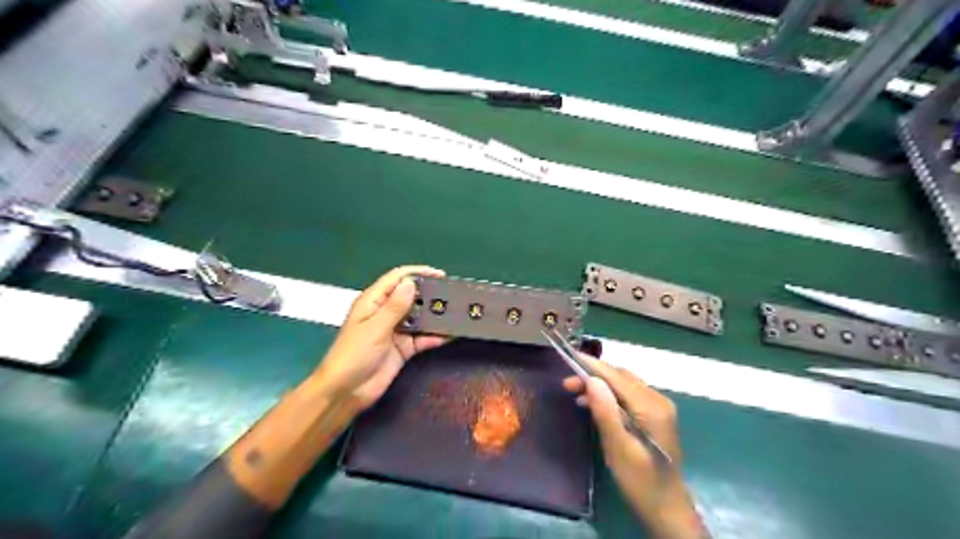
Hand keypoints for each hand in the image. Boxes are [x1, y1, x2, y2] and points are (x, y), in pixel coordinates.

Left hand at [318, 266, 447, 412]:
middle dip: (430, 294)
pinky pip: (423, 338)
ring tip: (458, 312)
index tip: (440, 275)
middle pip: (411, 296)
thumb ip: (395, 306)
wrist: (346, 393)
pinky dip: (435, 336)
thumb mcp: (374, 328)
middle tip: (454, 294)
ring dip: (435, 315)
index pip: (397, 279)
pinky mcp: (404, 349)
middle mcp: (386, 313)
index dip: (418, 273)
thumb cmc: (353, 355)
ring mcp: (396, 331)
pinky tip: (451, 334)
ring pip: (420, 317)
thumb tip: (411, 282)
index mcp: (373, 302)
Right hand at [560, 357, 707, 538]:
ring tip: (574, 391)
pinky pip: (628, 395)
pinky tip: (593, 403)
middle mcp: (658, 400)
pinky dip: (609, 395)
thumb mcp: (618, 448)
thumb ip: (606, 412)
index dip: (593, 366)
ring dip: (600, 385)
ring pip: (624, 385)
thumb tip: (592, 380)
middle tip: (567, 383)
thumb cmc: (640, 481)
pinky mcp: (654, 415)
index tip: (569, 357)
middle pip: (621, 377)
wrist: (666, 507)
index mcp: (651, 407)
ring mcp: (658, 407)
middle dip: (594, 375)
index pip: (618, 377)